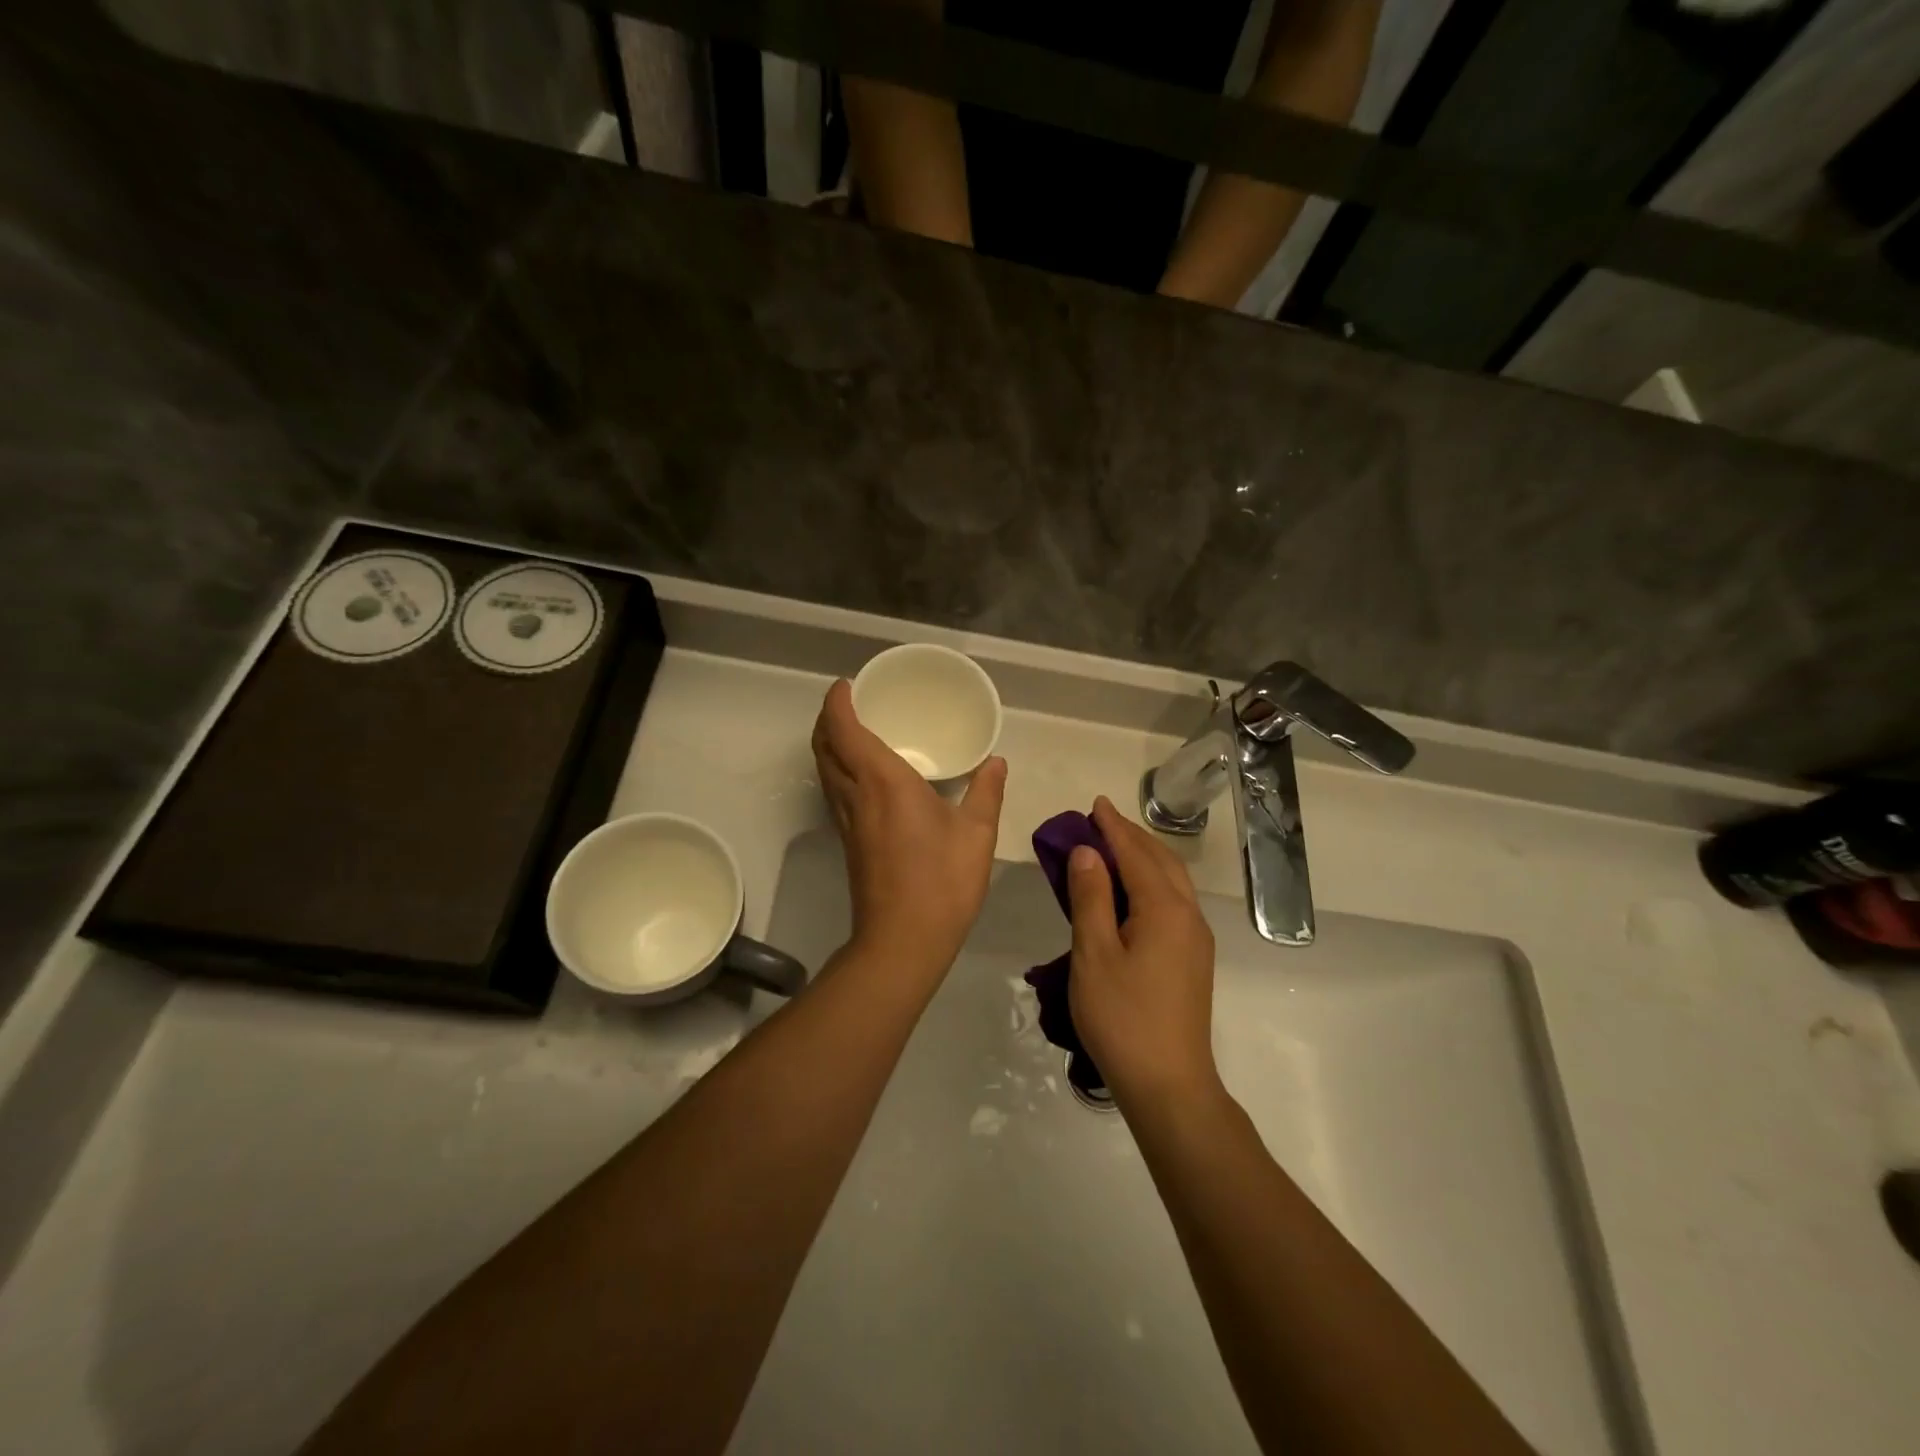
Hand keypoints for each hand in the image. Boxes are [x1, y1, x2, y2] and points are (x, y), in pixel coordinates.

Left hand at [811, 679, 1007, 972]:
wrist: (902, 940)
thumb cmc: (942, 881)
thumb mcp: (977, 834)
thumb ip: (986, 792)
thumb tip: (996, 762)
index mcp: (883, 780)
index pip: (845, 729)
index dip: (838, 702)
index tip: (847, 685)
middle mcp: (855, 794)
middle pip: (824, 746)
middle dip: (827, 719)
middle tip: (849, 703)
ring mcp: (847, 820)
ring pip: (824, 770)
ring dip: (829, 744)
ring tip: (852, 731)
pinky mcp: (849, 842)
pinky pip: (834, 791)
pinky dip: (838, 769)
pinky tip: (863, 777)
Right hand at [1066, 797, 1218, 1105]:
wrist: (1169, 1085)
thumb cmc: (1123, 1018)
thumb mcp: (1094, 954)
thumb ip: (1091, 898)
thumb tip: (1088, 852)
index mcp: (1165, 909)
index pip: (1136, 854)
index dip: (1113, 827)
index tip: (1096, 803)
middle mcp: (1188, 916)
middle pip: (1161, 861)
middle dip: (1132, 837)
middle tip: (1101, 821)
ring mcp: (1195, 939)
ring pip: (1172, 882)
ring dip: (1144, 858)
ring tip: (1114, 848)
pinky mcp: (1193, 960)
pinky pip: (1173, 902)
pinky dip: (1151, 882)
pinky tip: (1132, 892)